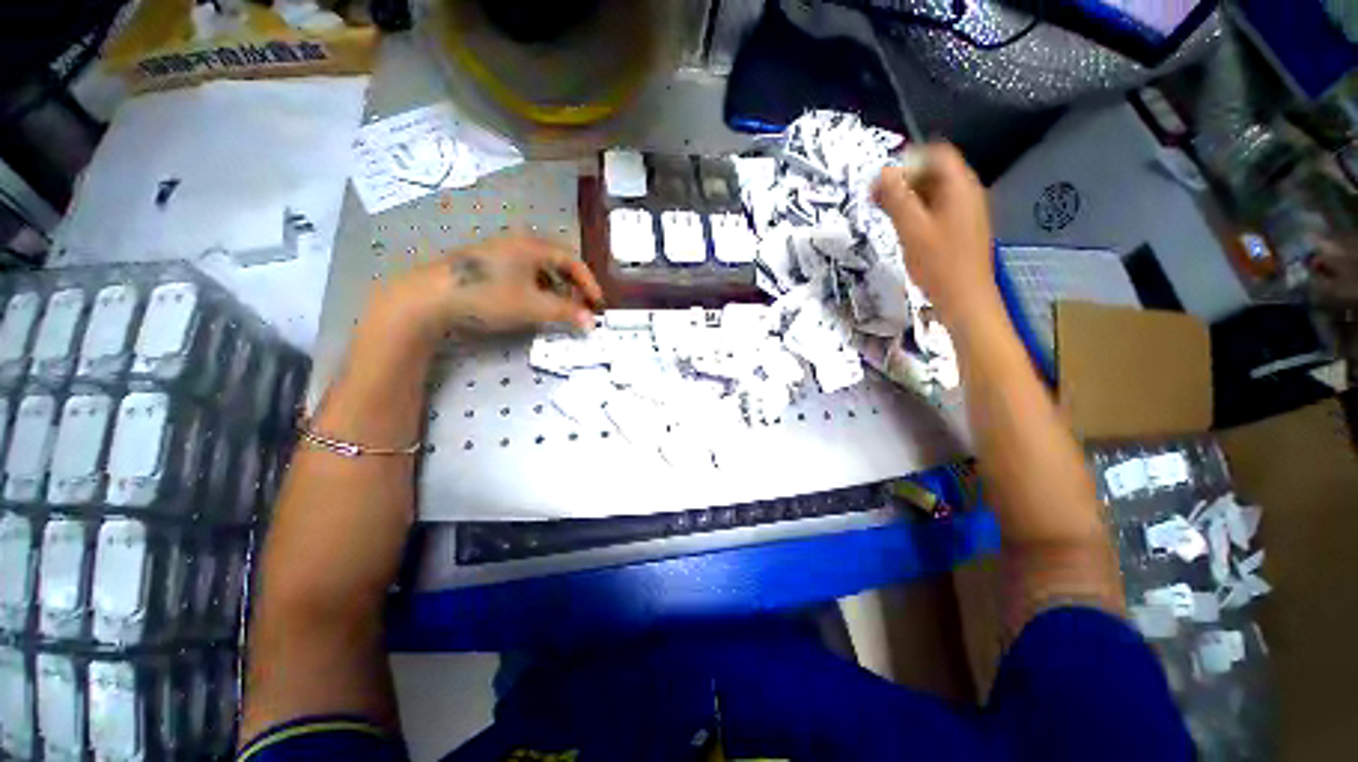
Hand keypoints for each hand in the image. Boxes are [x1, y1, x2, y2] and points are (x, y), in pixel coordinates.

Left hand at [363, 235, 603, 350]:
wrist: (429, 297)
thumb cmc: (488, 297)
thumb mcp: (533, 307)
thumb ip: (566, 313)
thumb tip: (591, 322)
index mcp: (533, 246)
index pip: (572, 260)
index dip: (589, 282)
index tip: (597, 303)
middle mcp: (518, 243)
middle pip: (557, 261)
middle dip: (573, 285)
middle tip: (580, 306)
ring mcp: (499, 252)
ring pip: (539, 267)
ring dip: (556, 287)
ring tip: (559, 307)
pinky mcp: (486, 264)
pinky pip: (523, 271)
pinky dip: (537, 287)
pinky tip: (532, 302)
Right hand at [874, 143, 996, 325]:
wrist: (965, 298)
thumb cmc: (939, 263)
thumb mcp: (912, 229)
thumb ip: (897, 199)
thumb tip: (882, 172)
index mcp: (960, 186)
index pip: (936, 155)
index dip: (908, 161)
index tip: (882, 182)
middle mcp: (967, 193)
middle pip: (935, 172)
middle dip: (904, 180)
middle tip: (875, 199)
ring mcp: (966, 212)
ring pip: (934, 193)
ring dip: (908, 198)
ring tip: (884, 214)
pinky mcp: (961, 229)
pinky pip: (937, 209)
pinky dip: (917, 212)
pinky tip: (902, 229)